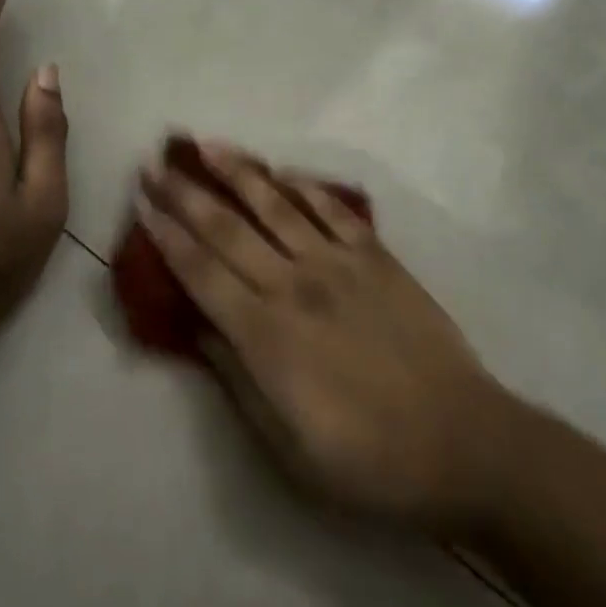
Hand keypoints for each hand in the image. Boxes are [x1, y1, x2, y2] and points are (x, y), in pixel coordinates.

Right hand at [139, 141, 501, 533]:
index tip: (143, 204)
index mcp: (266, 335)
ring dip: (238, 172)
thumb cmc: (368, 461)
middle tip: (155, 165)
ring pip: (275, 204)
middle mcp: (294, 285)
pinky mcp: (375, 256)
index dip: (167, 236)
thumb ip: (238, 383)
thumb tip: (201, 331)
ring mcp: (337, 263)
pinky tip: (282, 170)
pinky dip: (304, 186)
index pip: (201, 272)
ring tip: (208, 146)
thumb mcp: (288, 449)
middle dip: (185, 194)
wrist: (462, 442)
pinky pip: (332, 209)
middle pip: (227, 229)